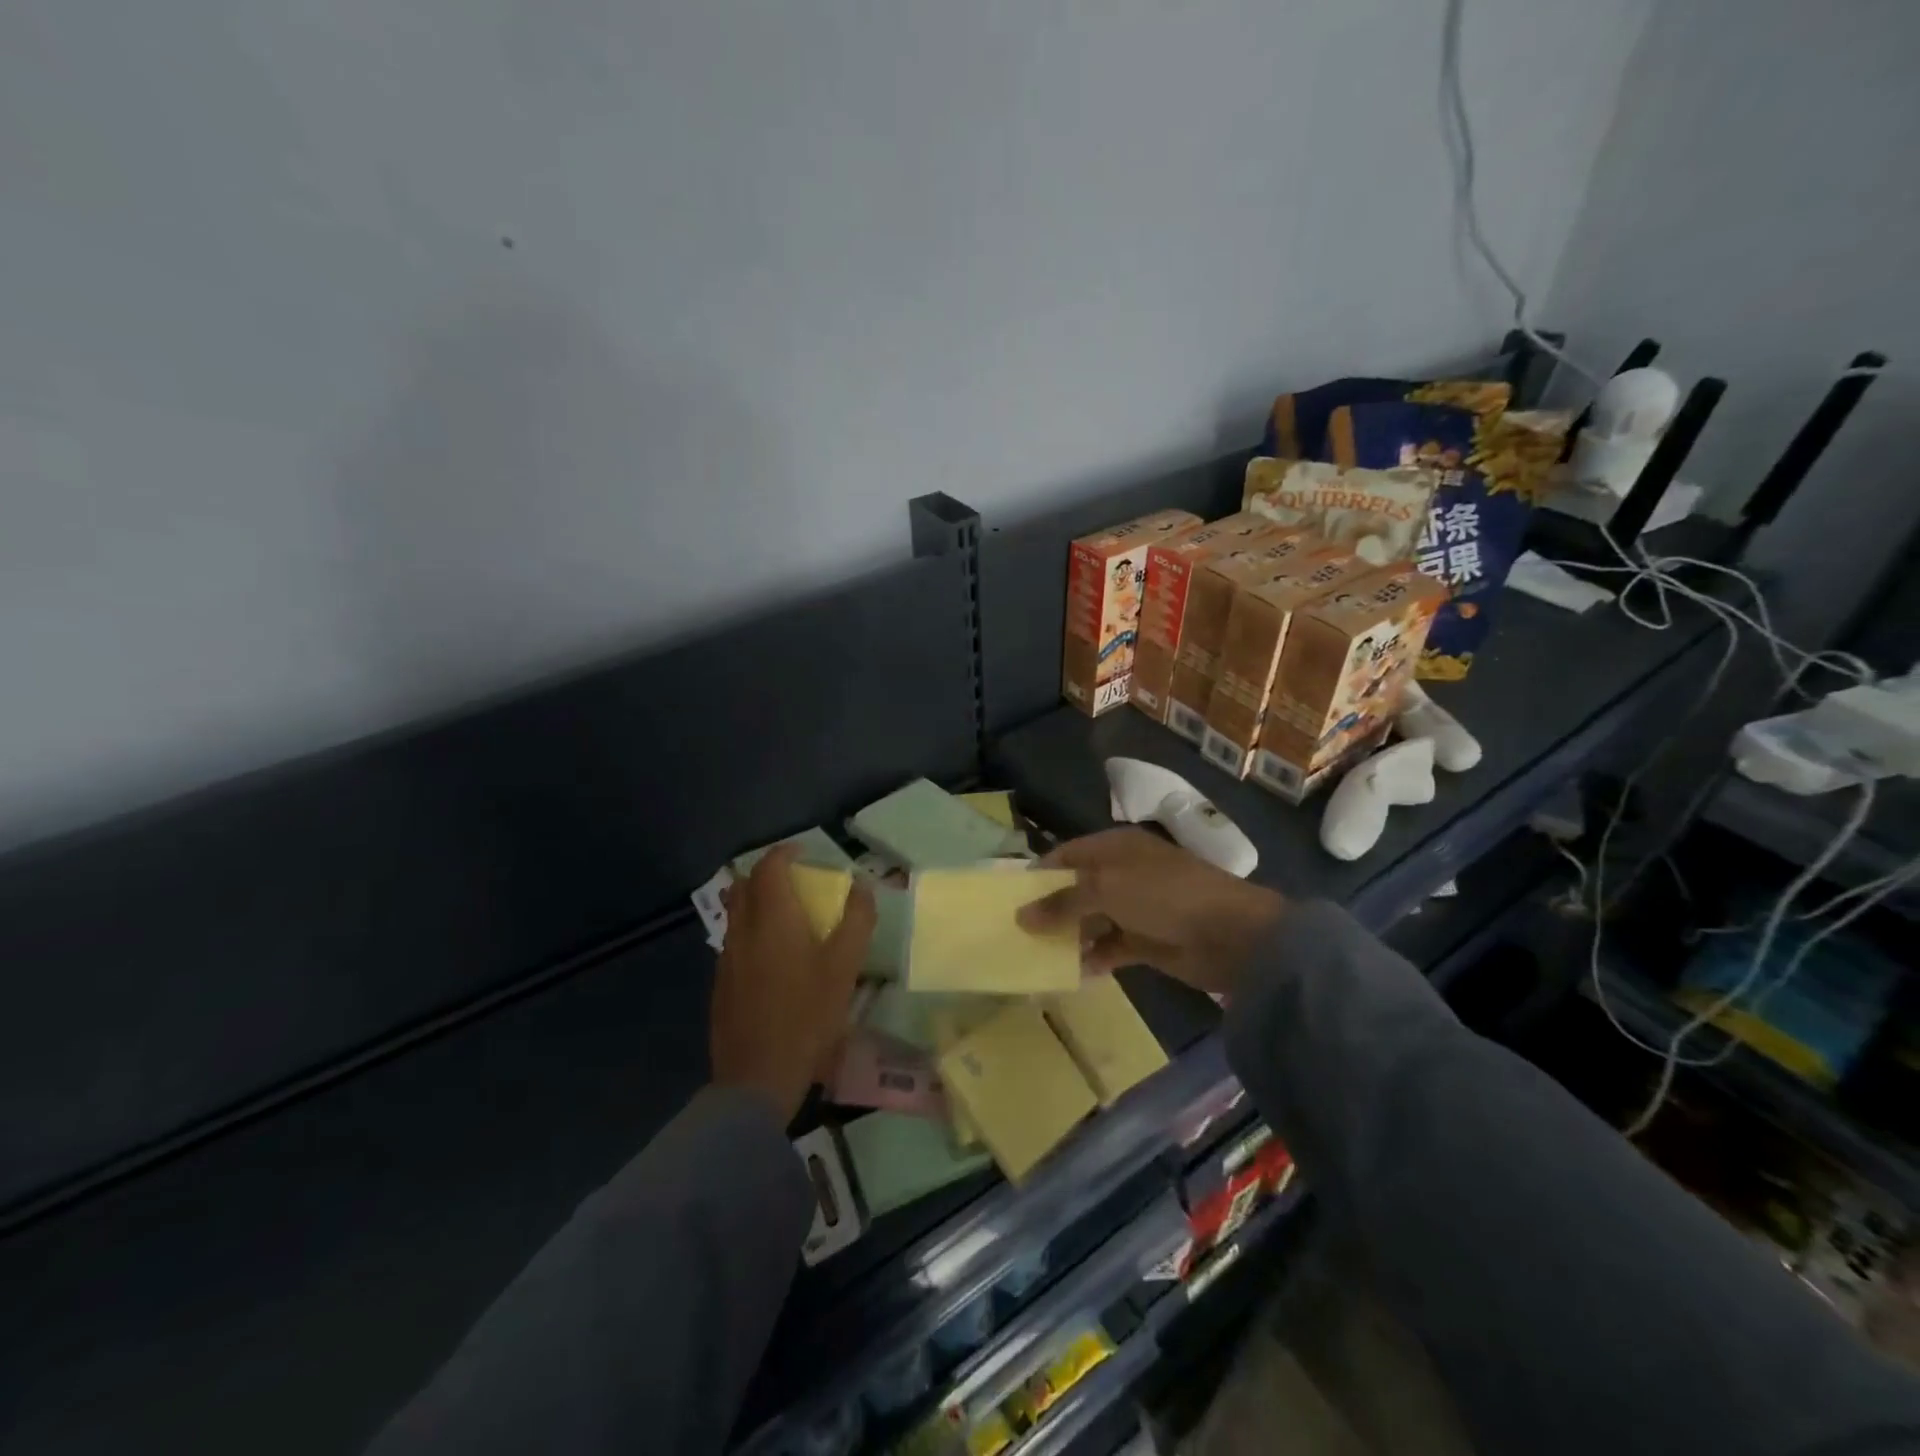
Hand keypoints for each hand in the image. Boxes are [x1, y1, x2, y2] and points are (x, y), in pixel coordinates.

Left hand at [710, 845, 875, 1120]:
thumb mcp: (845, 967)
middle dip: (767, 874)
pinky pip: (733, 941)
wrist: (757, 1078)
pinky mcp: (720, 984)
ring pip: (735, 913)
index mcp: (772, 918)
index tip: (805, 853)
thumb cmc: (807, 1016)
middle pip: (744, 885)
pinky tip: (772, 958)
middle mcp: (743, 930)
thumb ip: (856, 920)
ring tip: (785, 916)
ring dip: (756, 902)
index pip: (769, 867)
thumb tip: (862, 885)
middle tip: (795, 881)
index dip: (785, 853)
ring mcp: (726, 958)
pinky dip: (750, 931)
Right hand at [1016, 828, 1284, 993]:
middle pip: (1076, 888)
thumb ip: (1062, 902)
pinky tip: (1069, 972)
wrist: (1231, 935)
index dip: (1039, 873)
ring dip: (1068, 935)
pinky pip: (1109, 947)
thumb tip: (1021, 916)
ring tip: (1033, 954)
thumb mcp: (1106, 888)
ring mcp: (1135, 908)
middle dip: (1049, 907)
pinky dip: (1091, 957)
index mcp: (1115, 847)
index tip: (1009, 897)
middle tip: (1015, 931)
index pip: (1067, 854)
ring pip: (1090, 919)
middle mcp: (1122, 873)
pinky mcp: (1146, 941)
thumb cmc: (1164, 895)